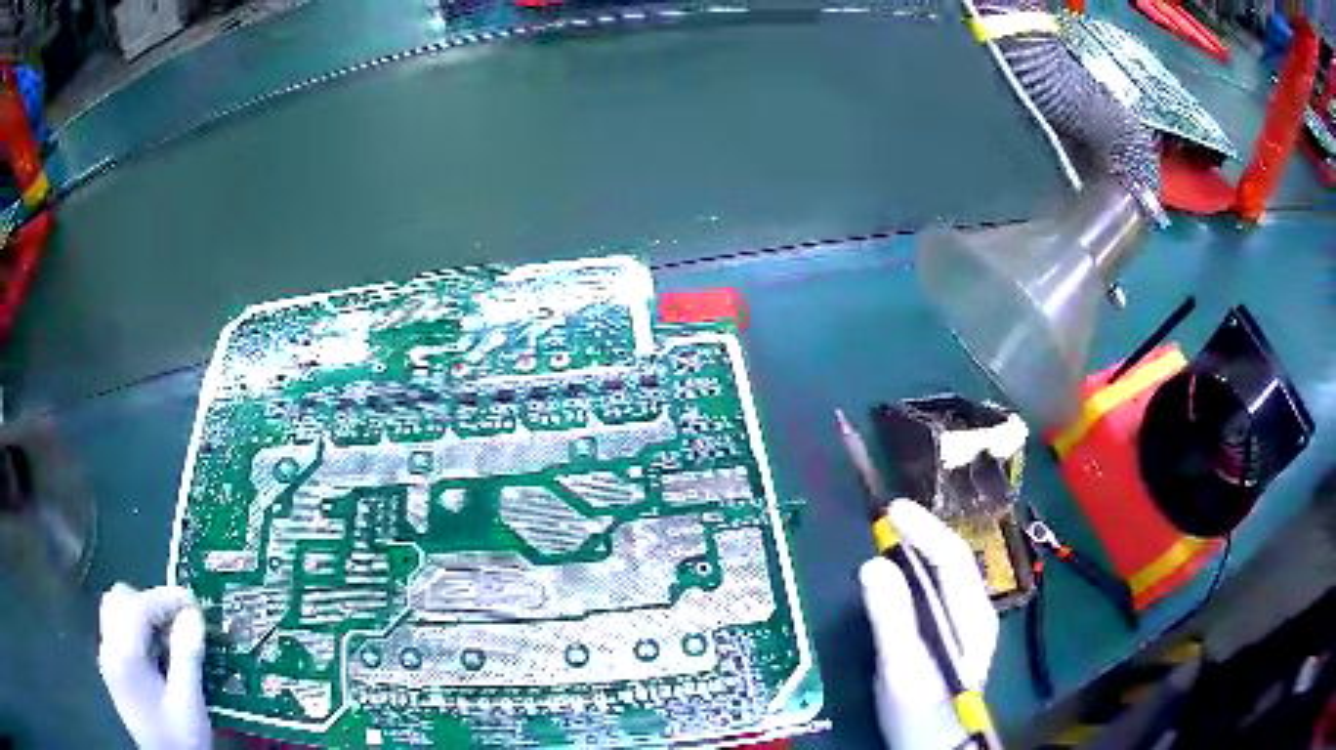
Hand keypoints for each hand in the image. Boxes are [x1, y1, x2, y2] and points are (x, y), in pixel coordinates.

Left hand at [98, 583, 211, 749]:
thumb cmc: (179, 739)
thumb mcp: (189, 704)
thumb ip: (187, 657)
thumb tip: (193, 615)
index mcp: (123, 656)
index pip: (137, 607)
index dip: (163, 599)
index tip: (191, 602)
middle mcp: (108, 649)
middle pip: (119, 601)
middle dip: (149, 604)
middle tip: (178, 622)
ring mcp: (107, 659)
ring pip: (115, 611)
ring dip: (141, 614)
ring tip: (168, 637)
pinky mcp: (112, 669)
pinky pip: (117, 631)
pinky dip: (135, 630)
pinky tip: (156, 653)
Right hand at [859, 501, 998, 749]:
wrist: (934, 746)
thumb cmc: (922, 711)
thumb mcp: (904, 668)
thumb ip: (893, 618)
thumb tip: (873, 563)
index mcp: (971, 615)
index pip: (952, 557)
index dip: (924, 528)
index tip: (892, 508)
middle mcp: (973, 613)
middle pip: (950, 562)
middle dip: (921, 534)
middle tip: (884, 518)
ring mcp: (962, 626)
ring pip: (942, 577)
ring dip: (917, 552)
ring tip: (887, 537)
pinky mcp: (947, 639)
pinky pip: (932, 594)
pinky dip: (914, 575)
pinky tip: (896, 577)